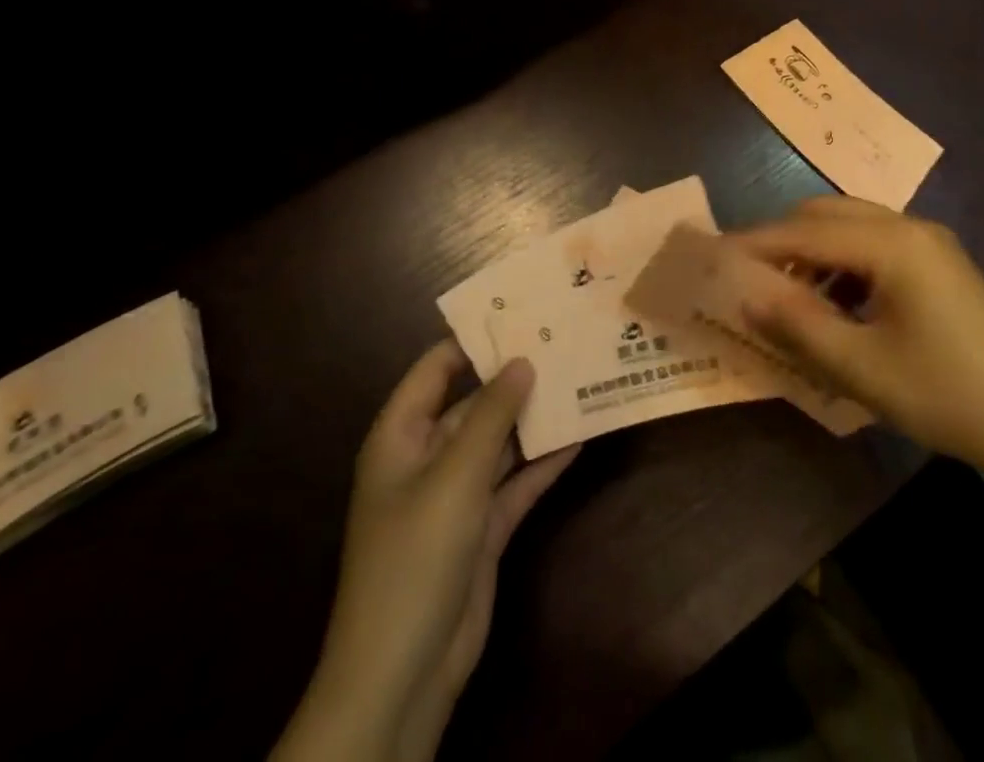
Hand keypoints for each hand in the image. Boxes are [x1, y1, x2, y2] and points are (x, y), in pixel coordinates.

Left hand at [271, 342, 577, 761]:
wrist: (404, 673)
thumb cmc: (415, 556)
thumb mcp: (454, 475)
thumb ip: (491, 415)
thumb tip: (522, 360)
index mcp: (402, 436)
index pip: (436, 368)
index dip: (474, 339)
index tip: (521, 311)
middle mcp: (428, 457)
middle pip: (474, 403)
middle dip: (516, 377)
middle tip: (564, 341)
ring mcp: (457, 494)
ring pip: (500, 441)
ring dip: (535, 418)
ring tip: (581, 378)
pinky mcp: (483, 528)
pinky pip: (517, 482)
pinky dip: (544, 462)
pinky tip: (581, 434)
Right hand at [731, 197, 983, 495]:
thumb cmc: (948, 396)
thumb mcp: (862, 368)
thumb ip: (797, 325)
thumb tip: (745, 294)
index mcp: (892, 243)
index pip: (805, 231)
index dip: (755, 244)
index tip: (713, 256)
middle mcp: (910, 227)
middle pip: (827, 215)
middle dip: (783, 240)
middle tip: (748, 278)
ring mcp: (931, 244)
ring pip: (852, 228)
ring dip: (814, 253)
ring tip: (788, 298)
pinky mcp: (942, 265)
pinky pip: (877, 247)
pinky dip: (844, 265)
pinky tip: (837, 307)